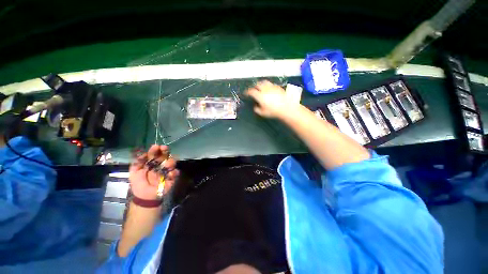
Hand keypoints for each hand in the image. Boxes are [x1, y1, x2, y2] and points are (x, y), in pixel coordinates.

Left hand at [129, 145, 178, 199]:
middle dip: (165, 151)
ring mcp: (167, 171)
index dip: (156, 150)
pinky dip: (174, 172)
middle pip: (165, 155)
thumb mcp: (134, 172)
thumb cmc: (138, 184)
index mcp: (151, 163)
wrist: (145, 197)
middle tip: (165, 148)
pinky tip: (171, 174)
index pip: (155, 154)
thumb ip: (137, 162)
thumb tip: (144, 153)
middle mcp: (160, 165)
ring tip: (167, 165)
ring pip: (172, 162)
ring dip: (170, 161)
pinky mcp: (172, 177)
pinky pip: (176, 173)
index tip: (156, 146)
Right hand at [245, 80, 294, 118]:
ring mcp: (272, 87)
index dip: (247, 92)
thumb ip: (257, 109)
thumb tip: (255, 106)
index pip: (251, 91)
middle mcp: (265, 89)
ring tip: (260, 87)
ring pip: (264, 82)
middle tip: (253, 90)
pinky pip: (271, 84)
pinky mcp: (277, 87)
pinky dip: (267, 85)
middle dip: (254, 87)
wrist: (286, 108)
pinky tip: (269, 89)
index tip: (246, 93)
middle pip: (257, 84)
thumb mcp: (262, 113)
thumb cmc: (273, 112)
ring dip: (260, 84)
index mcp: (260, 96)